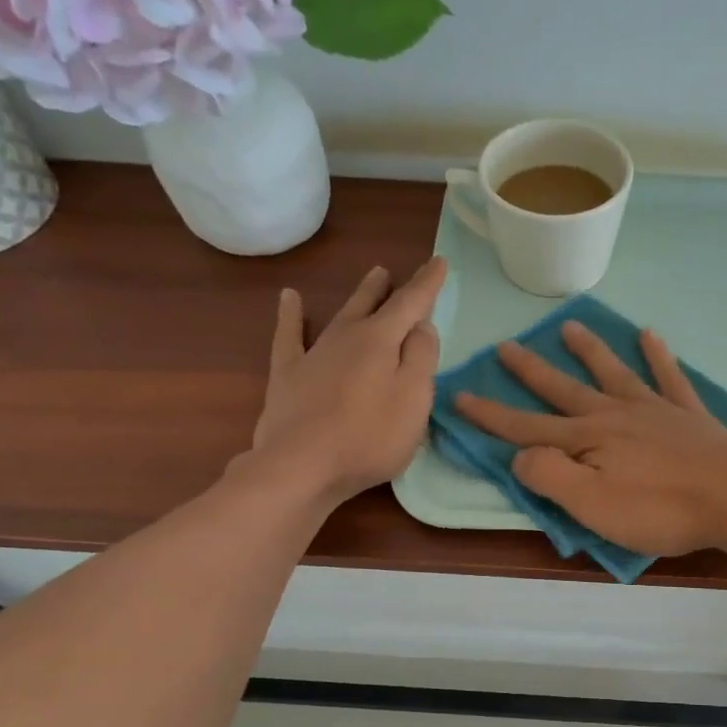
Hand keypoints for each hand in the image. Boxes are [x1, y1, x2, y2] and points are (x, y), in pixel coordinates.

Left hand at [247, 257, 447, 504]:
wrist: (301, 465)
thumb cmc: (369, 437)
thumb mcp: (413, 400)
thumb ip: (421, 359)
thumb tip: (421, 326)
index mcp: (380, 341)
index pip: (411, 304)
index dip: (427, 284)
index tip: (439, 261)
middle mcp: (346, 337)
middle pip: (373, 306)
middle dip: (388, 288)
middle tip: (394, 272)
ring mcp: (314, 354)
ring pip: (340, 316)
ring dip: (358, 297)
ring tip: (371, 277)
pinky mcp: (288, 375)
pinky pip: (289, 336)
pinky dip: (290, 316)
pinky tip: (289, 298)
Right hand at [454, 320, 726, 555]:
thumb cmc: (659, 509)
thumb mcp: (590, 505)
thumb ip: (549, 476)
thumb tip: (519, 455)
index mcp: (586, 440)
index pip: (526, 427)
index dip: (491, 415)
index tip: (460, 394)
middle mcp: (615, 414)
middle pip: (564, 389)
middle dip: (531, 371)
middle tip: (506, 345)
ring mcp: (655, 410)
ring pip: (613, 373)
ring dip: (588, 351)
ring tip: (568, 326)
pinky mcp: (689, 416)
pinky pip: (669, 377)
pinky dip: (659, 356)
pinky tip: (650, 335)